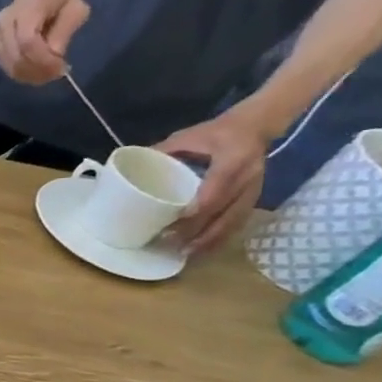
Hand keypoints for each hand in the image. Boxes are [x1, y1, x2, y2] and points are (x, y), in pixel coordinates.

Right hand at [0, 0, 91, 84]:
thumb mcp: (75, 9)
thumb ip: (65, 31)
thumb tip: (54, 55)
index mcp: (27, 9)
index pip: (27, 41)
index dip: (42, 59)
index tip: (60, 68)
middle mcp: (4, 23)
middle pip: (15, 56)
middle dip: (37, 71)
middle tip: (55, 75)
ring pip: (8, 64)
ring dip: (29, 75)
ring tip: (47, 75)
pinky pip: (5, 66)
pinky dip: (20, 73)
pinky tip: (35, 71)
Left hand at [156, 108, 269, 253]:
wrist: (256, 127)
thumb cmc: (215, 132)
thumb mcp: (187, 137)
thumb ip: (161, 151)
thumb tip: (126, 167)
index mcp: (233, 160)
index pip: (217, 189)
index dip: (199, 208)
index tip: (176, 221)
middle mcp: (248, 178)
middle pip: (224, 211)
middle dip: (199, 231)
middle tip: (172, 244)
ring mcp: (254, 189)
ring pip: (234, 221)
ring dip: (210, 240)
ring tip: (186, 254)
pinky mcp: (255, 198)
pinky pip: (238, 222)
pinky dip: (220, 237)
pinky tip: (203, 249)